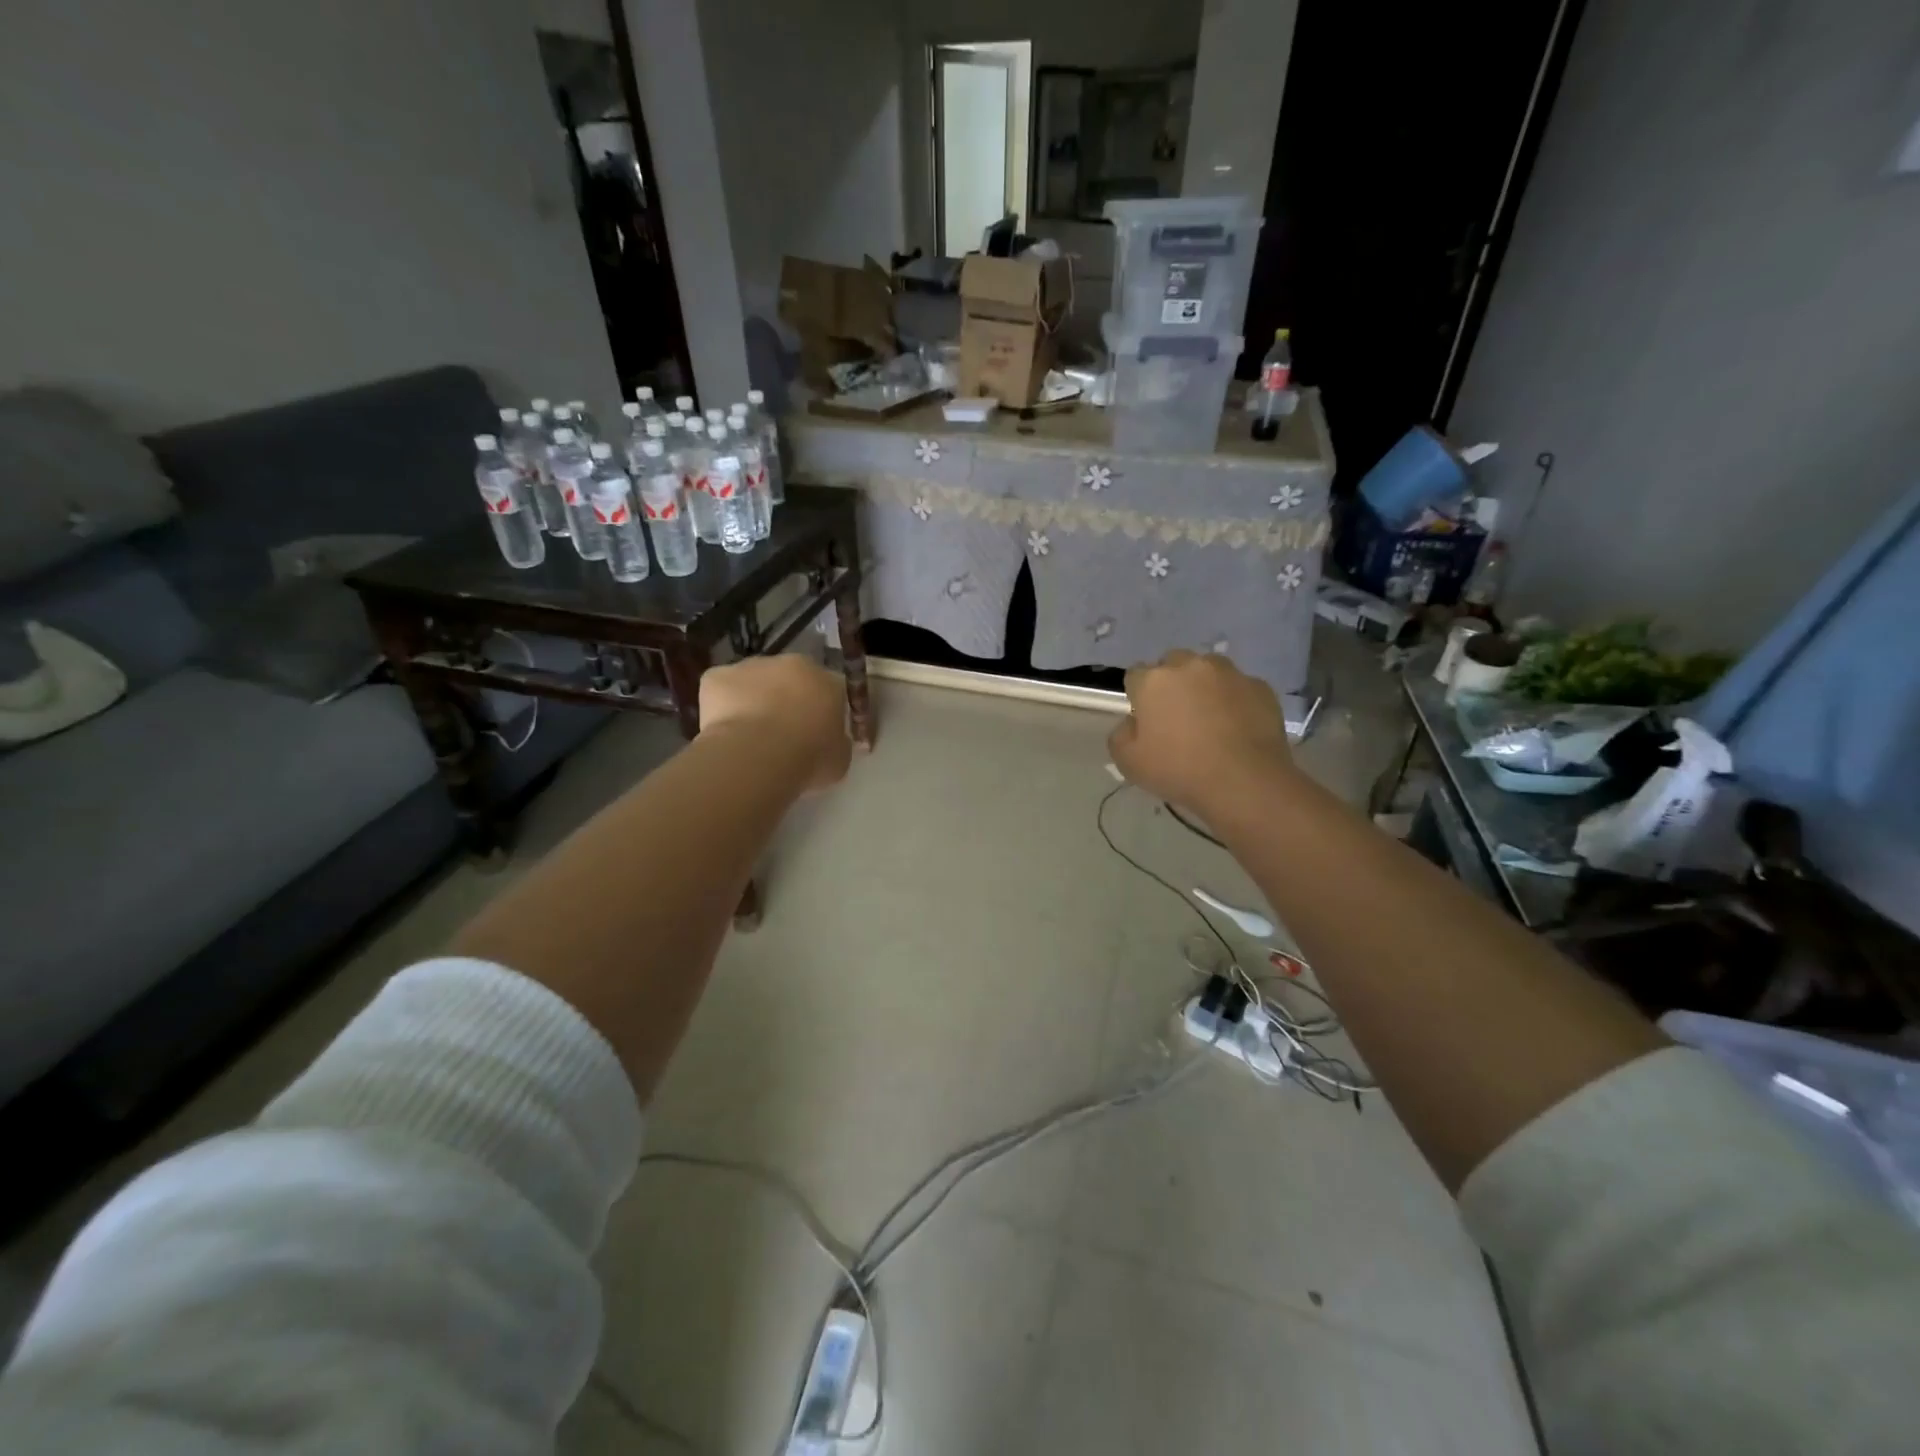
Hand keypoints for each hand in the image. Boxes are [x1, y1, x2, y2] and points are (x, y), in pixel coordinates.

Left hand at [699, 655, 851, 790]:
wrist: (757, 755)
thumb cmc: (808, 758)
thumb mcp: (840, 759)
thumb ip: (837, 743)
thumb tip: (832, 741)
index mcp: (828, 681)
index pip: (831, 689)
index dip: (822, 710)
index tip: (816, 732)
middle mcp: (792, 664)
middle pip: (792, 678)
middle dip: (788, 698)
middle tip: (782, 733)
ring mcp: (752, 666)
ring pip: (755, 680)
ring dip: (754, 699)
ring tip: (749, 736)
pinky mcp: (717, 675)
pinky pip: (721, 688)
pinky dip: (721, 705)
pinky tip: (724, 732)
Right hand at [1108, 650, 1294, 815]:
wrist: (1245, 782)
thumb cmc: (1179, 770)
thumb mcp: (1128, 762)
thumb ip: (1121, 735)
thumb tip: (1133, 723)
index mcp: (1154, 680)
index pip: (1135, 675)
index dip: (1138, 696)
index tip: (1145, 720)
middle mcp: (1191, 666)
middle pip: (1173, 664)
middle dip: (1171, 683)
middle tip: (1176, 717)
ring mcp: (1229, 673)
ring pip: (1209, 670)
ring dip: (1204, 686)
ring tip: (1210, 719)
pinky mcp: (1260, 687)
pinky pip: (1239, 688)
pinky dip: (1234, 701)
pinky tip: (1237, 728)